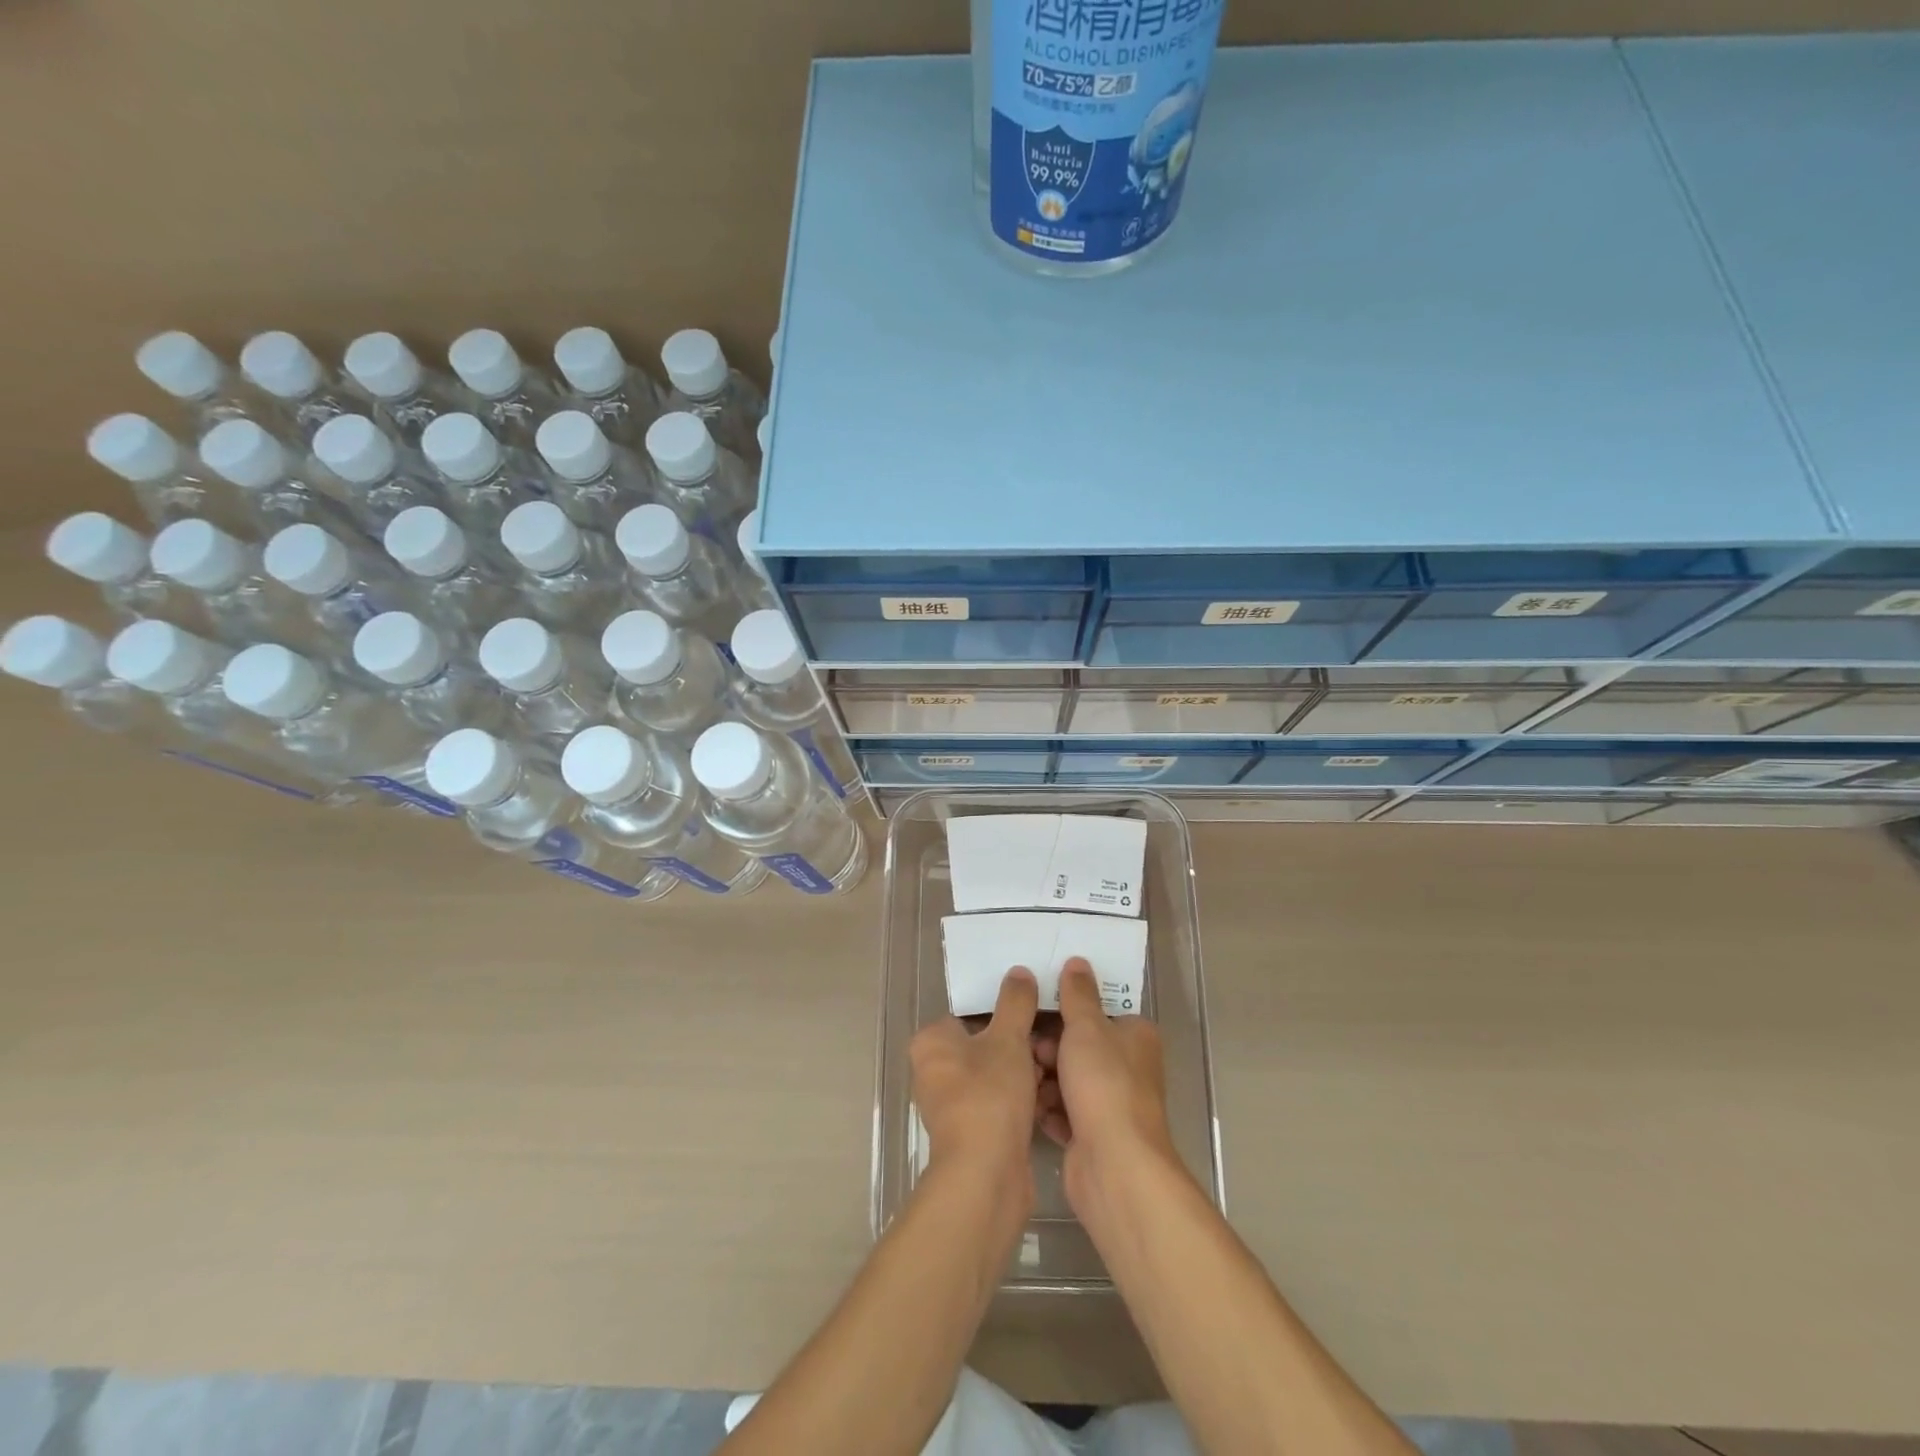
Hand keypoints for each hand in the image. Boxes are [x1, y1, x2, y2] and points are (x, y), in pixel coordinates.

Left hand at [909, 966, 1041, 1199]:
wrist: (986, 1175)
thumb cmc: (989, 1094)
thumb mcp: (1008, 1039)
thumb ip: (1015, 1003)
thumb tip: (1019, 972)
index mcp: (931, 1042)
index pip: (969, 1013)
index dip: (1003, 1011)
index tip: (1034, 1012)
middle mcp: (933, 1071)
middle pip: (984, 1044)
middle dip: (1018, 1043)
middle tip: (1049, 1040)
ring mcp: (951, 1105)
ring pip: (995, 1074)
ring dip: (1024, 1071)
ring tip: (1054, 1066)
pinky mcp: (970, 1133)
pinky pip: (999, 1102)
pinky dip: (1021, 1098)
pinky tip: (1048, 1096)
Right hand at [1033, 958, 1177, 1214]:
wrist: (1114, 1167)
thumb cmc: (1104, 1084)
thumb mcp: (1087, 1028)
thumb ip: (1078, 994)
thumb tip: (1078, 962)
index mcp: (1135, 1036)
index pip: (1098, 1012)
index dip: (1068, 1010)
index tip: (1037, 1009)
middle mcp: (1128, 1068)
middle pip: (1079, 1046)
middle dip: (1049, 1047)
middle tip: (1026, 1049)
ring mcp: (1110, 1104)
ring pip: (1067, 1079)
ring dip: (1043, 1078)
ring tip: (1023, 1078)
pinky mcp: (1092, 1135)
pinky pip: (1062, 1111)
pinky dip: (1046, 1108)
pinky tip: (1026, 1106)